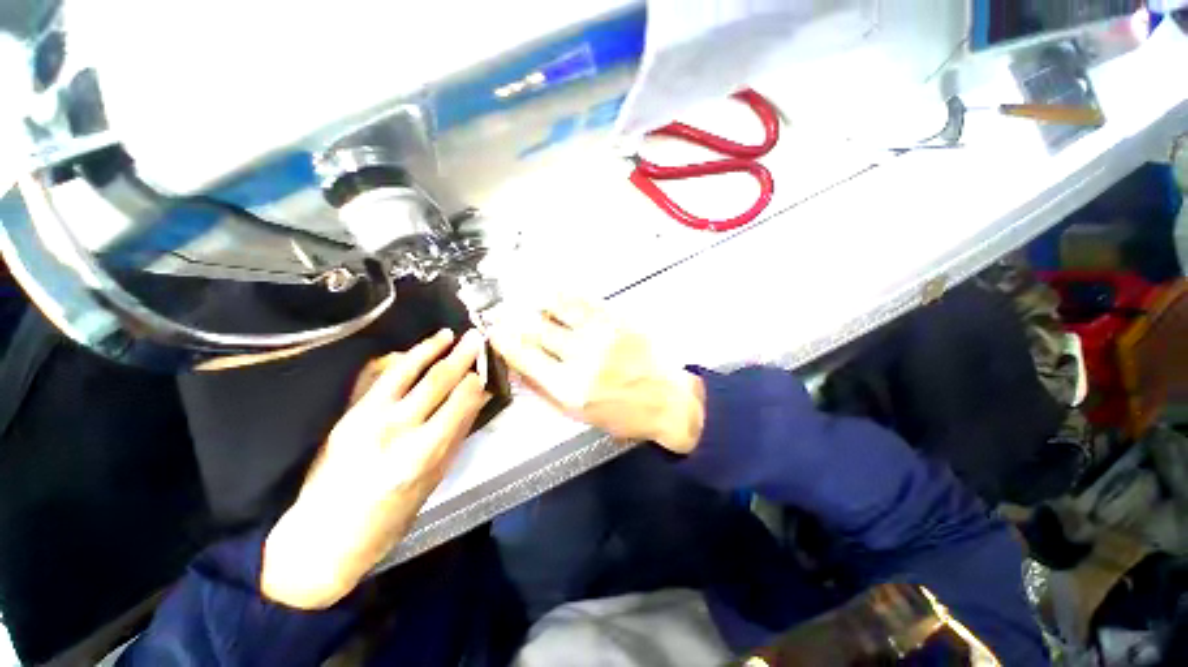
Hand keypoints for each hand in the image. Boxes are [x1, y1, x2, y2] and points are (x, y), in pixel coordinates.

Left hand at [261, 329, 488, 609]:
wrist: (323, 538)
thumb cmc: (389, 519)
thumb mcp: (434, 482)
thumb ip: (456, 436)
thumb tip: (477, 402)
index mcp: (424, 452)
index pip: (460, 401)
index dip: (476, 381)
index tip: (485, 369)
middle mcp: (397, 428)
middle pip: (438, 380)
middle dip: (462, 355)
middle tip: (476, 337)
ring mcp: (369, 417)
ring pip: (406, 370)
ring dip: (430, 348)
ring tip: (448, 334)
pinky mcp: (349, 415)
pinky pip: (378, 377)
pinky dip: (399, 360)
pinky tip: (412, 351)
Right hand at [489, 295, 704, 453]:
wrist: (669, 400)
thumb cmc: (624, 414)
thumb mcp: (580, 415)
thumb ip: (546, 391)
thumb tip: (520, 368)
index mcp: (569, 388)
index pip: (525, 357)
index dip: (505, 341)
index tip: (495, 332)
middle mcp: (581, 358)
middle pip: (537, 330)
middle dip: (515, 320)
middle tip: (503, 313)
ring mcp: (601, 335)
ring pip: (558, 309)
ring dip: (539, 304)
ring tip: (530, 302)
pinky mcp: (618, 321)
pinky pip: (584, 301)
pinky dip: (565, 296)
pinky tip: (556, 293)